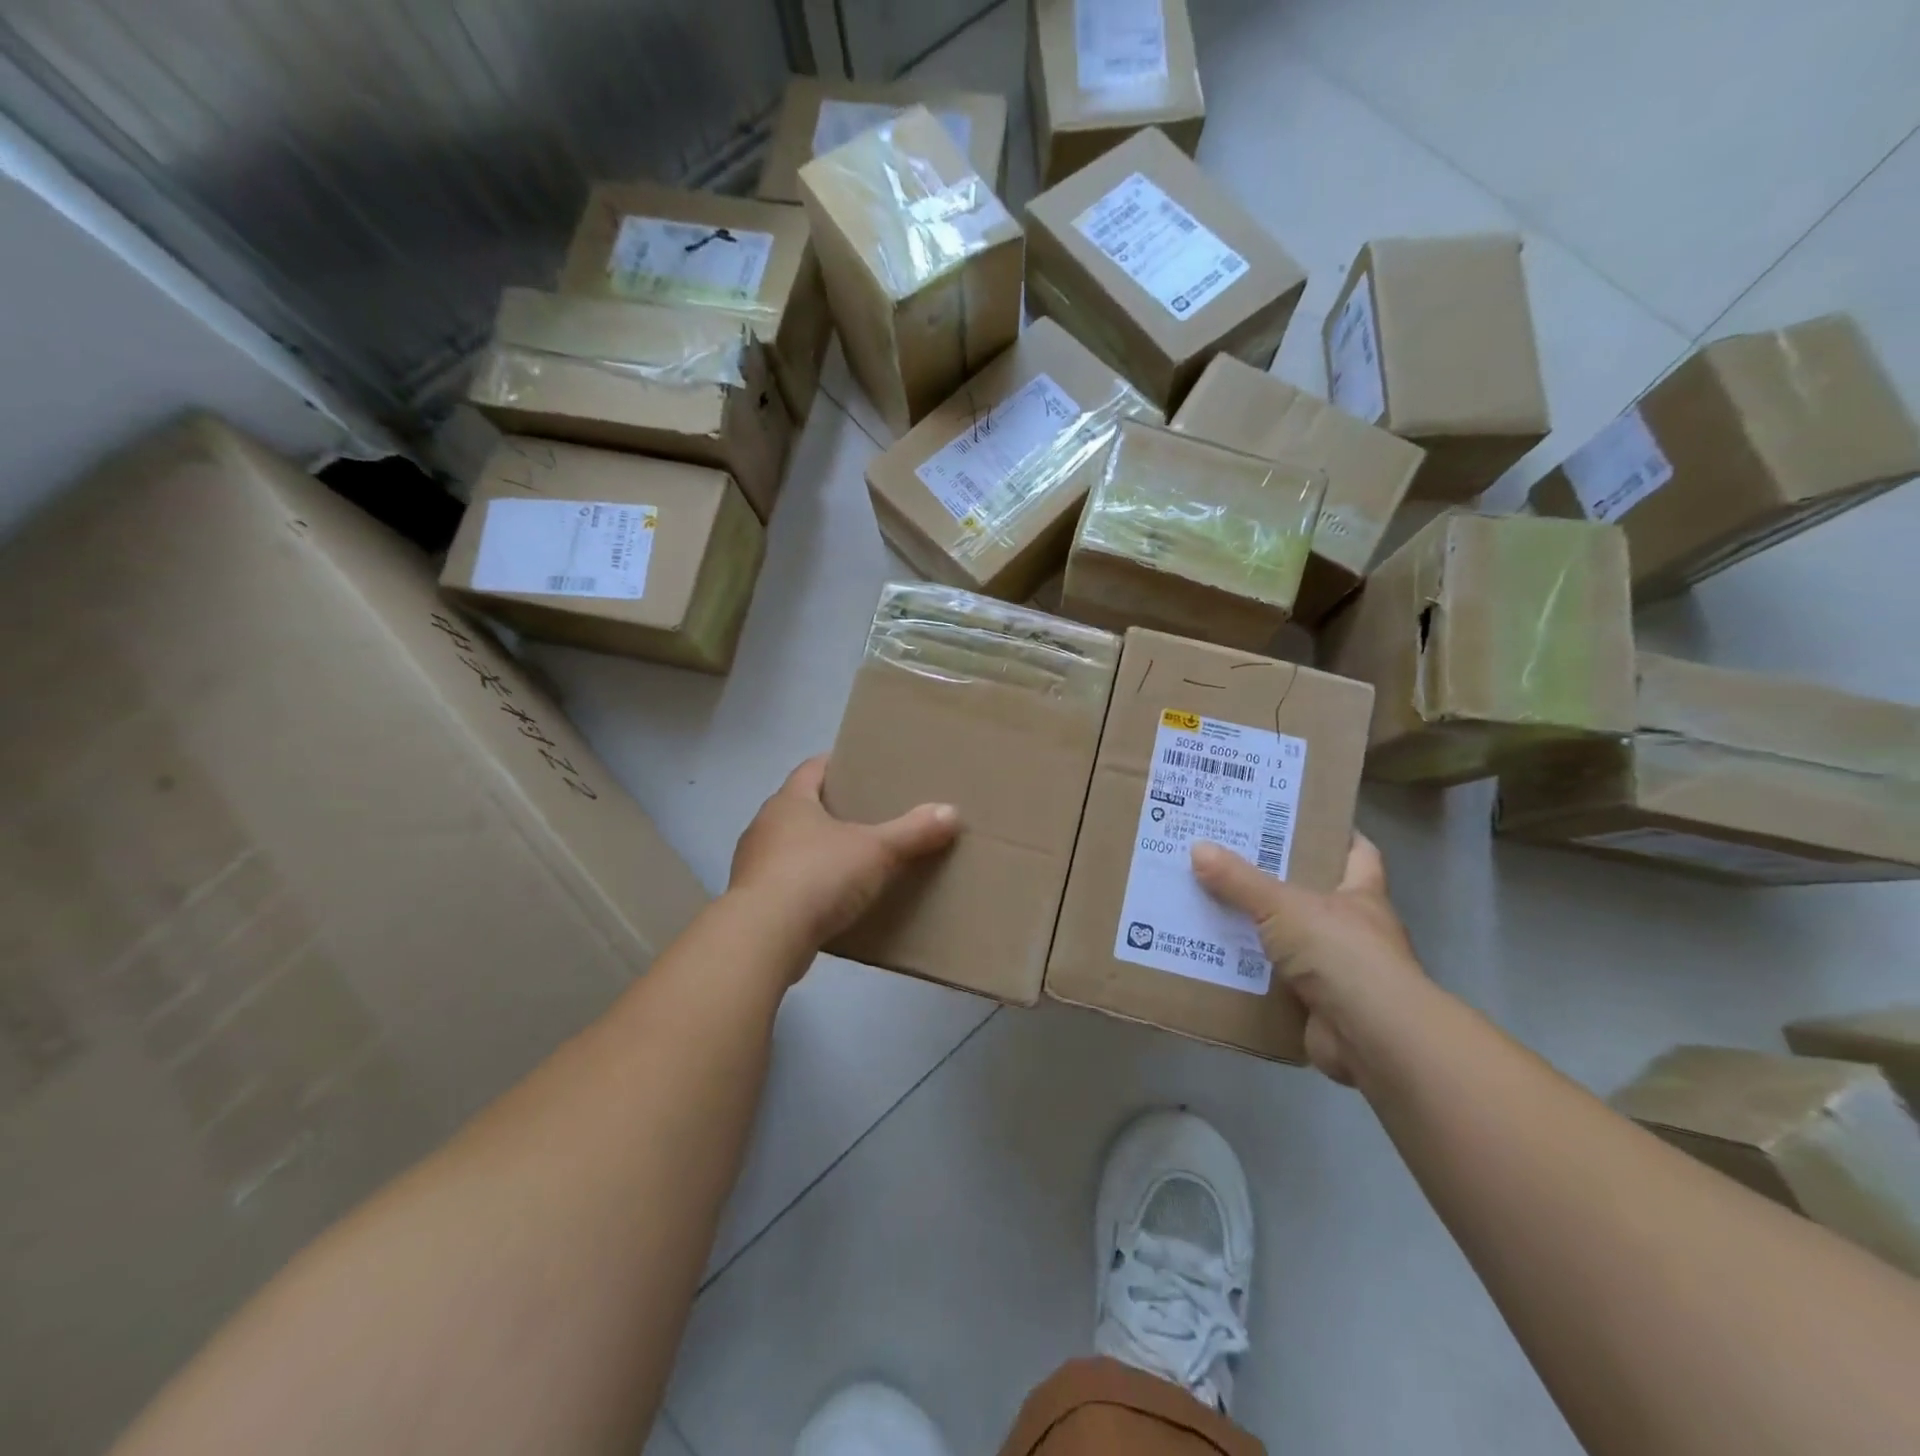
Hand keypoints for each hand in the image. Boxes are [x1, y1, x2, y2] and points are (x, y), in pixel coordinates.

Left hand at [729, 757, 959, 952]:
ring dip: (817, 850)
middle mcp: (765, 826)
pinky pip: (786, 883)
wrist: (764, 938)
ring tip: (853, 858)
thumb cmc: (817, 876)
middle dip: (831, 809)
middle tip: (868, 814)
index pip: (811, 769)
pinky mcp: (754, 902)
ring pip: (791, 847)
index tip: (861, 767)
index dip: (835, 764)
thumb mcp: (876, 851)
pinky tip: (832, 899)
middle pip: (800, 807)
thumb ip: (913, 831)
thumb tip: (952, 812)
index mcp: (789, 802)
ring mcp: (754, 866)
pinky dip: (808, 885)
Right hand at [1191, 835, 1425, 1084]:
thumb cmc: (1342, 954)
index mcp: (1360, 895)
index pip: (1356, 852)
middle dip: (1271, 881)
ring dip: (1254, 931)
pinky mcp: (1316, 1007)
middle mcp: (1353, 930)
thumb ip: (1240, 881)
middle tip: (1222, 858)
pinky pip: (1273, 981)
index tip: (1292, 818)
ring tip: (1204, 905)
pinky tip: (1211, 958)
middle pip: (1311, 895)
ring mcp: (1337, 971)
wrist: (1373, 1038)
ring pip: (1287, 940)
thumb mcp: (1284, 906)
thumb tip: (1198, 847)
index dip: (1332, 833)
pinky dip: (1248, 974)